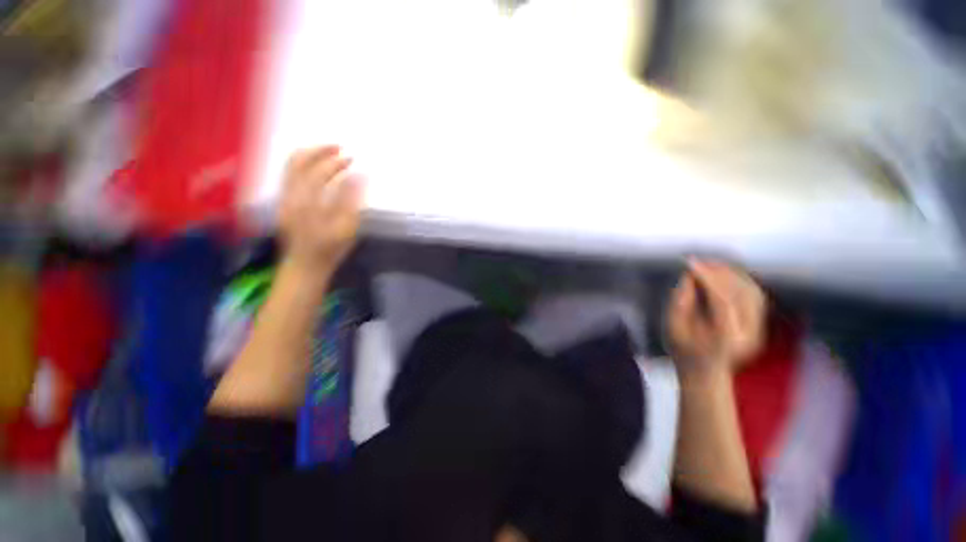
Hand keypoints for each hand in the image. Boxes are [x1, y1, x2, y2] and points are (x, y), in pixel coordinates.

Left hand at [278, 146, 363, 275]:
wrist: (305, 265)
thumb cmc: (330, 249)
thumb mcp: (347, 228)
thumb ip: (352, 200)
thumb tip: (360, 177)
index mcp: (307, 202)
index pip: (320, 172)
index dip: (336, 163)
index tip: (351, 158)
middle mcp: (290, 195)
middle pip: (298, 161)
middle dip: (319, 150)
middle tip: (338, 148)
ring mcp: (284, 197)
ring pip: (291, 165)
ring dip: (310, 155)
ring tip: (328, 154)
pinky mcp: (283, 201)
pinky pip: (289, 174)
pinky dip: (303, 165)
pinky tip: (317, 168)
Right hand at [667, 259, 765, 376]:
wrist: (704, 373)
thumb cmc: (683, 351)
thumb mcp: (673, 327)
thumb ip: (680, 301)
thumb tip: (689, 276)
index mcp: (725, 338)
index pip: (722, 300)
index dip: (706, 278)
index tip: (690, 263)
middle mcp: (748, 334)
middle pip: (741, 294)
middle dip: (720, 272)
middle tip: (699, 260)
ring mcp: (757, 331)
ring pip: (752, 292)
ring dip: (732, 273)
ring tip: (710, 263)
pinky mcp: (759, 326)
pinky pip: (755, 296)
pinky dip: (740, 280)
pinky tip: (724, 274)